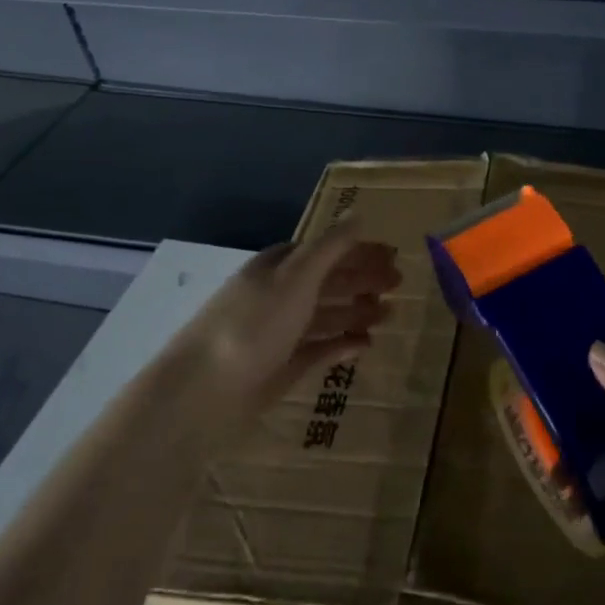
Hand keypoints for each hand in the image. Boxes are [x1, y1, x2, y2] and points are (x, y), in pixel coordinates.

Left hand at [173, 225, 400, 432]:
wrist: (205, 390)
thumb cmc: (254, 323)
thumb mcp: (297, 276)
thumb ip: (331, 246)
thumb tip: (359, 214)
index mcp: (280, 266)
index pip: (326, 250)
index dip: (358, 251)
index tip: (392, 255)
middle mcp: (280, 294)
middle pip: (329, 281)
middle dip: (363, 279)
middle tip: (399, 284)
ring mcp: (281, 331)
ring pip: (327, 314)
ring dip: (358, 311)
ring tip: (389, 314)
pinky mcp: (283, 365)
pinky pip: (321, 348)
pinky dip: (343, 344)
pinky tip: (366, 345)